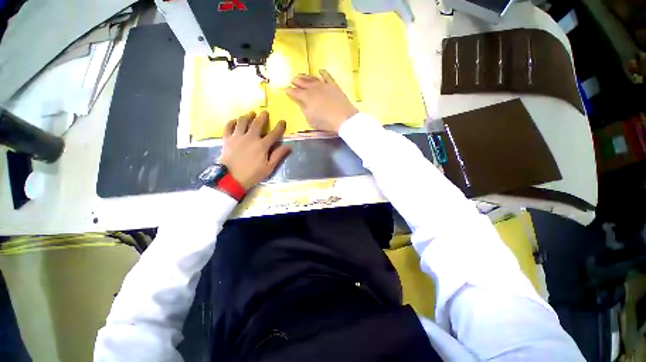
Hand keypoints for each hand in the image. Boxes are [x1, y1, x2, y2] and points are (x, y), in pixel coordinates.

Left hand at [218, 111, 290, 189]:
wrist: (230, 179)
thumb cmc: (252, 174)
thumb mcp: (269, 167)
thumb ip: (278, 155)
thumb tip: (289, 146)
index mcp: (262, 145)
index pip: (273, 134)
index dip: (279, 127)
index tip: (282, 121)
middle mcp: (250, 138)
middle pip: (257, 123)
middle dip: (262, 116)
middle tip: (265, 112)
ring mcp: (237, 137)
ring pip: (242, 121)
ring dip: (247, 116)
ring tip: (251, 113)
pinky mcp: (227, 139)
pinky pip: (228, 126)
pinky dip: (232, 121)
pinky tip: (235, 120)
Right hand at [286, 69, 357, 133]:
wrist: (343, 118)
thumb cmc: (325, 122)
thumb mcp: (311, 119)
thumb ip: (305, 110)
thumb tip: (302, 103)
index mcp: (306, 97)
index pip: (295, 92)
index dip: (289, 91)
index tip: (286, 89)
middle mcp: (313, 88)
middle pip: (302, 82)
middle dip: (296, 81)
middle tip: (292, 80)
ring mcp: (324, 85)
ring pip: (312, 78)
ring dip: (305, 76)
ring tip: (301, 75)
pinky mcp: (333, 85)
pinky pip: (327, 76)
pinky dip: (323, 73)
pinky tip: (320, 70)